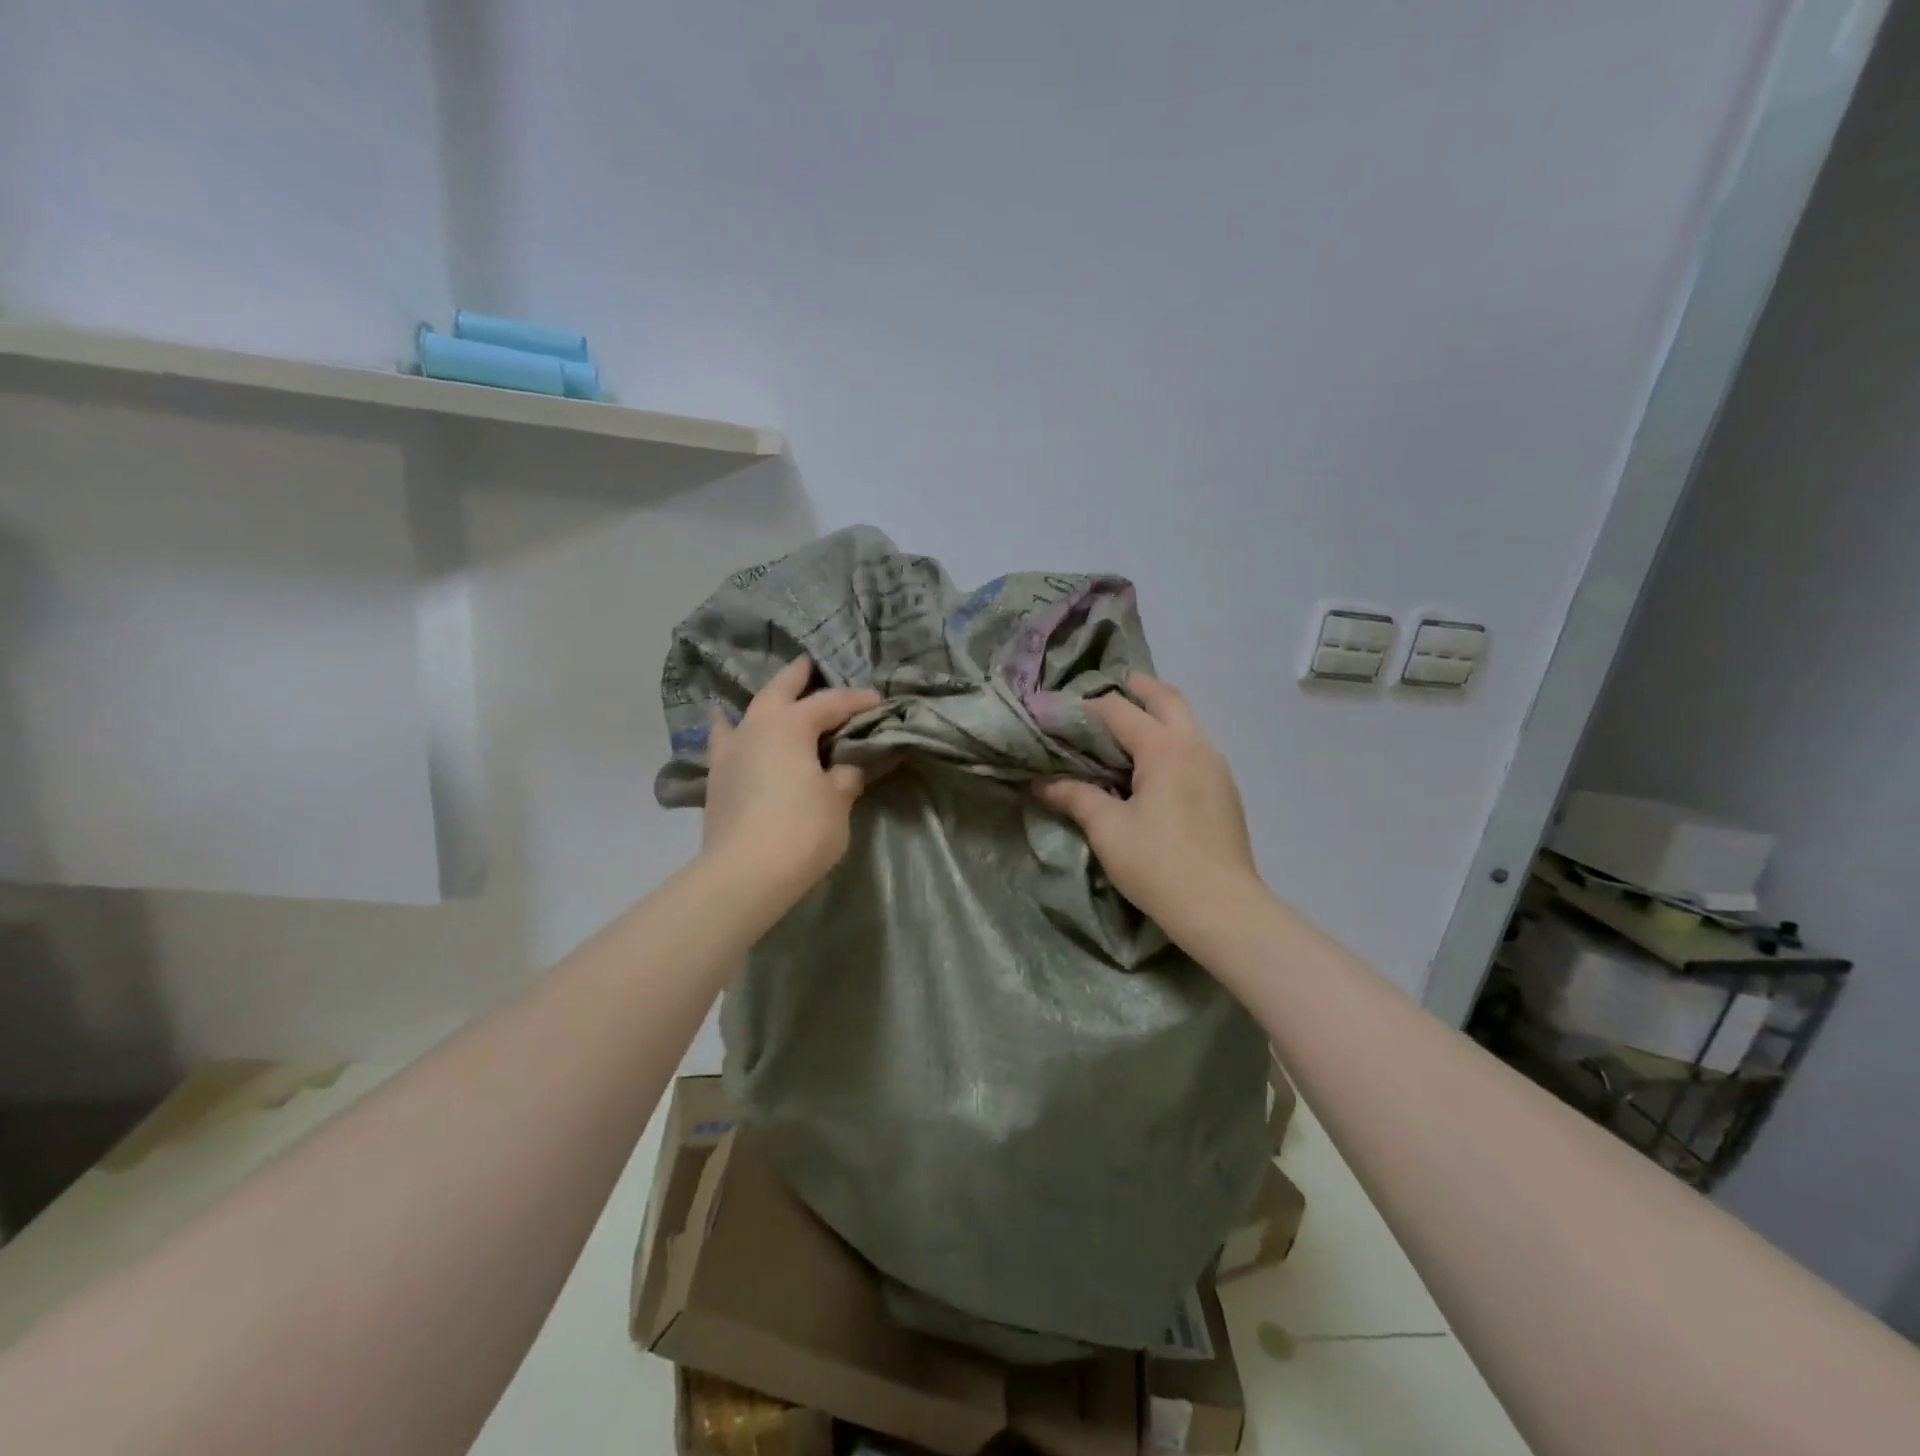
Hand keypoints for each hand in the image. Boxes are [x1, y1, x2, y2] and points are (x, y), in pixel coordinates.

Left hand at [701, 656, 881, 903]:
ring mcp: (730, 751)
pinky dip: (728, 728)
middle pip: (779, 691)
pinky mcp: (717, 778)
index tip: (878, 701)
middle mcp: (756, 727)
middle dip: (798, 677)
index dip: (856, 701)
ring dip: (763, 700)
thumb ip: (846, 775)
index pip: (830, 704)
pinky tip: (725, 724)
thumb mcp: (838, 801)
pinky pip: (724, 740)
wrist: (744, 874)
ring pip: (747, 712)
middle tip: (810, 663)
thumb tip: (850, 766)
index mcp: (790, 726)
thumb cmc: (801, 830)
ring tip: (772, 694)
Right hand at [1034, 672, 1257, 926]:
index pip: (1119, 710)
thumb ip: (1075, 797)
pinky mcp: (1225, 791)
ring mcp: (1217, 767)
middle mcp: (1196, 746)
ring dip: (1158, 713)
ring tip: (1127, 727)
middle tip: (1107, 690)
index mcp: (1165, 748)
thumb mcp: (1108, 829)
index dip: (1084, 708)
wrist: (1223, 909)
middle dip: (1136, 688)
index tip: (1057, 713)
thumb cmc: (1159, 864)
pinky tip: (1153, 767)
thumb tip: (1041, 783)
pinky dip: (1171, 740)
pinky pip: (1195, 748)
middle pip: (1166, 698)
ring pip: (1186, 722)